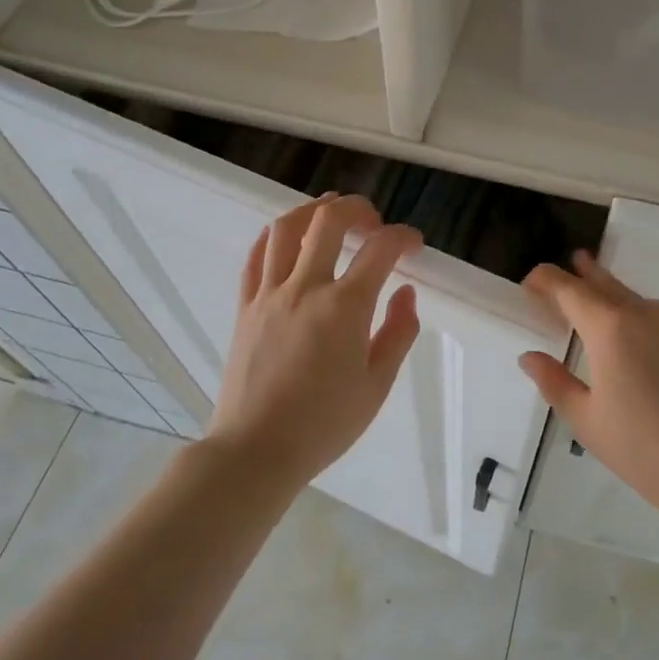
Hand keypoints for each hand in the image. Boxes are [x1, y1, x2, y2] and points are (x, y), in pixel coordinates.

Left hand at [208, 194, 421, 490]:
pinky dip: (274, 237)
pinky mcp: (245, 307)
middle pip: (329, 221)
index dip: (403, 237)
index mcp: (345, 307)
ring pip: (286, 228)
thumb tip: (407, 293)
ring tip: (331, 216)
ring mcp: (269, 294)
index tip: (413, 245)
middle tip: (373, 222)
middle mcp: (306, 288)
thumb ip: (398, 332)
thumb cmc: (325, 424)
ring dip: (313, 211)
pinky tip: (288, 238)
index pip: (380, 249)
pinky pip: (255, 256)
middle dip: (357, 209)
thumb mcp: (377, 384)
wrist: (256, 450)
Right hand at [519, 251, 658, 528]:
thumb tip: (531, 357)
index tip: (525, 285)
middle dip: (573, 275)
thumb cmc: (645, 447)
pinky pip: (642, 309)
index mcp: (608, 325)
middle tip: (549, 280)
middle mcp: (638, 312)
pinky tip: (615, 325)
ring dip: (599, 288)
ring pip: (624, 293)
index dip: (543, 280)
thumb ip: (554, 382)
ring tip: (579, 288)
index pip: (567, 287)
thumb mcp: (587, 420)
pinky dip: (620, 306)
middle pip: (599, 281)